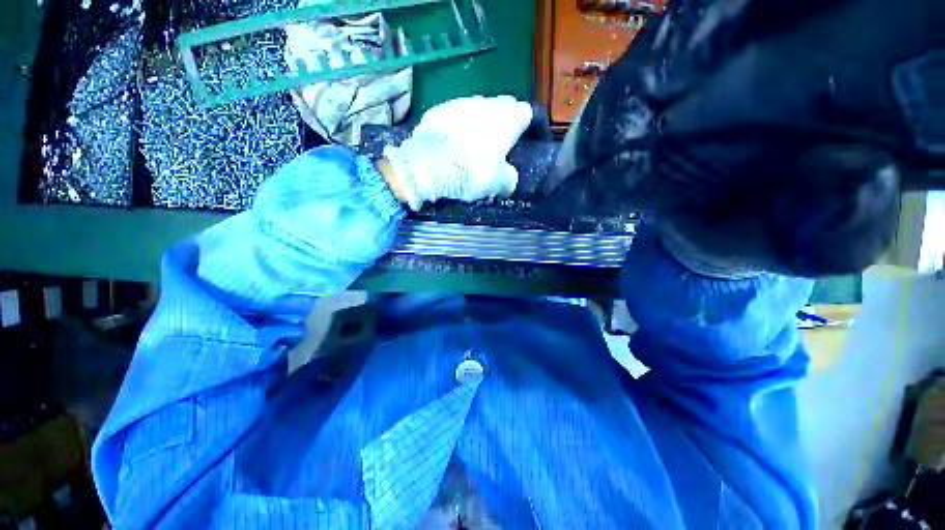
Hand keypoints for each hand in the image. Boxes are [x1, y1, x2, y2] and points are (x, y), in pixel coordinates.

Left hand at [380, 95, 532, 210]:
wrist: (432, 167)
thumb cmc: (475, 172)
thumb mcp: (500, 183)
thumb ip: (509, 178)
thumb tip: (509, 180)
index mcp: (508, 118)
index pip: (525, 113)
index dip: (524, 127)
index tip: (519, 141)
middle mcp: (486, 103)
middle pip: (501, 107)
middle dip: (501, 122)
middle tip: (496, 144)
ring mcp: (460, 103)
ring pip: (475, 110)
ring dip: (476, 124)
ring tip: (470, 146)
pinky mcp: (437, 110)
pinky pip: (453, 117)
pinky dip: (455, 128)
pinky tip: (449, 144)